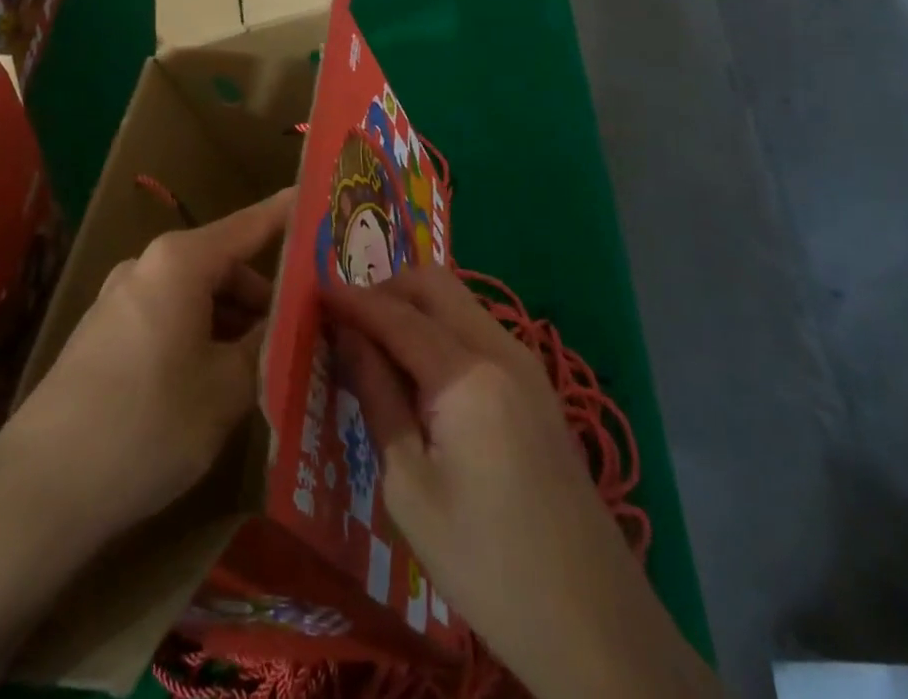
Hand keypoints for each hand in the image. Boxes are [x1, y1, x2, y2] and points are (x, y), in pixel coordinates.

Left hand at [0, 190, 290, 698]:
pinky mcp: (105, 334)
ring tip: (267, 366)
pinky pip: (170, 318)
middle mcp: (149, 265)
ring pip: (198, 296)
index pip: (251, 224)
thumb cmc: (147, 425)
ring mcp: (121, 298)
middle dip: (266, 294)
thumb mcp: (225, 389)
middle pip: (225, 265)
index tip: (322, 203)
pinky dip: (202, 336)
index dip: (289, 214)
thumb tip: (290, 319)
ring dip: (234, 322)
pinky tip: (217, 383)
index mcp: (181, 261)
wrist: (38, 492)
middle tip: (307, 329)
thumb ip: (265, 345)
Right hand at [322, 265, 719, 698]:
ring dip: (414, 308)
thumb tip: (348, 337)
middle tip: (346, 323)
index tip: (312, 293)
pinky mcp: (537, 386)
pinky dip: (441, 331)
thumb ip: (378, 397)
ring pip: (459, 302)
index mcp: (467, 374)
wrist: (594, 622)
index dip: (351, 301)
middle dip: (386, 290)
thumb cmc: (486, 563)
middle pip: (434, 284)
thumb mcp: (410, 488)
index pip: (396, 314)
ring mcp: (526, 364)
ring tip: (375, 348)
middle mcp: (501, 349)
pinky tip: (419, 373)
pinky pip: (478, 330)